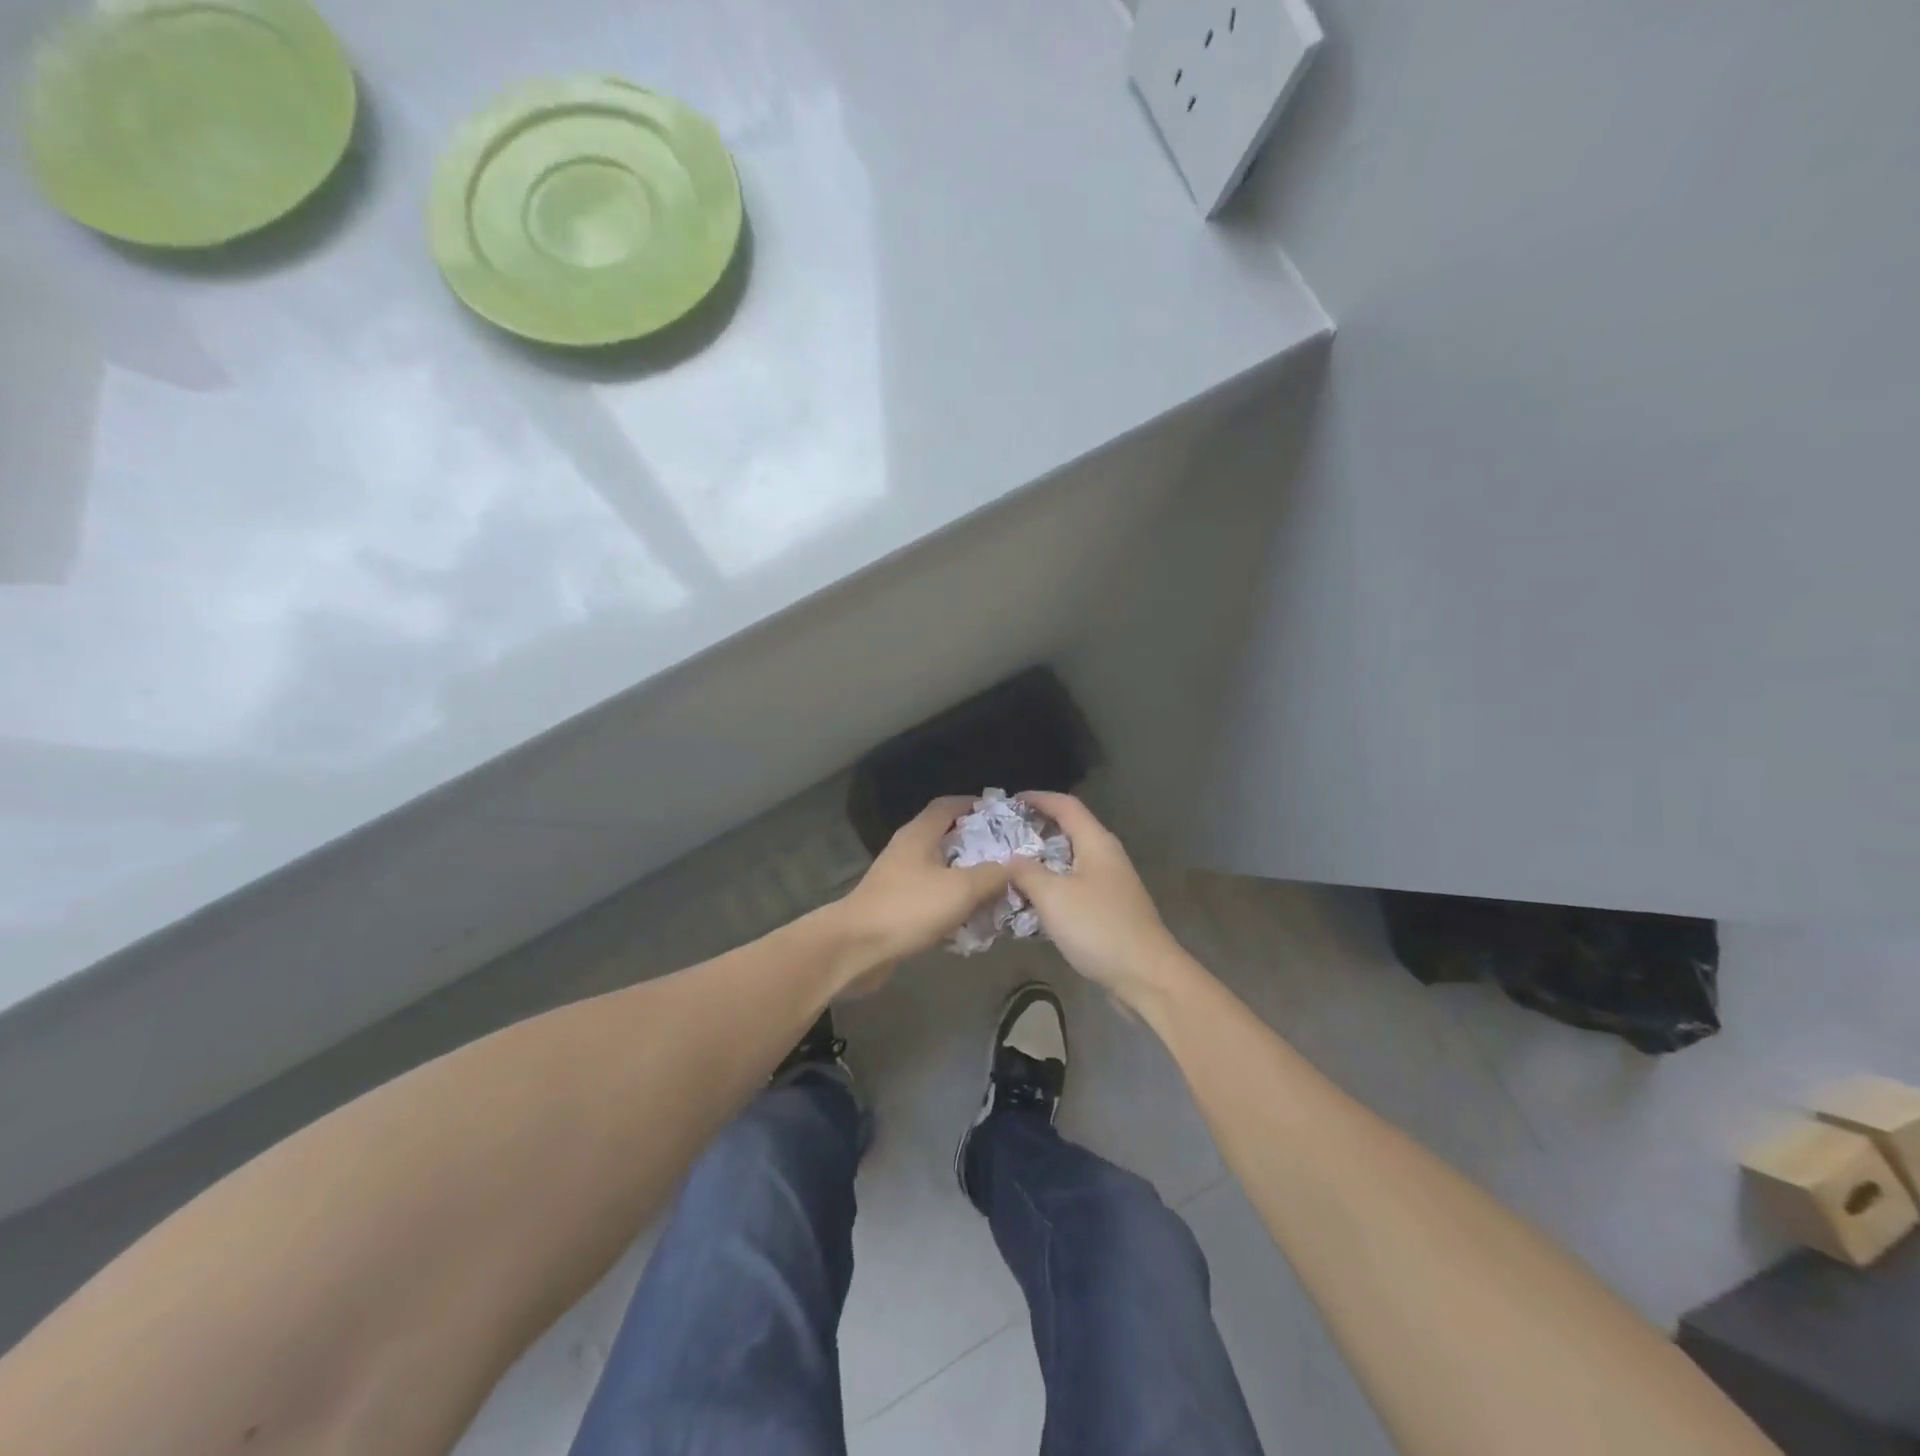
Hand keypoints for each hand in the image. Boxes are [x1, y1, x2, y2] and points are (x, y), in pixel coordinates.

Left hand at [830, 796, 1010, 981]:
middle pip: (946, 838)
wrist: (856, 948)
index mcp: (919, 834)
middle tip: (1008, 857)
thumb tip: (1014, 866)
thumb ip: (992, 875)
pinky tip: (971, 921)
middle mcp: (907, 850)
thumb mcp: (961, 889)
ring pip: (940, 870)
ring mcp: (898, 879)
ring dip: (966, 878)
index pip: (948, 805)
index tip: (1003, 815)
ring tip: (996, 890)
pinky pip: (931, 897)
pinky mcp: (895, 907)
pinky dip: (951, 904)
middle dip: (977, 846)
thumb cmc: (909, 908)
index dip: (974, 805)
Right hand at [1008, 792, 1189, 1006]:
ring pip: (1070, 861)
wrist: (1146, 976)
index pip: (1066, 805)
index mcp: (1096, 843)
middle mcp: (1106, 856)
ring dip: (1042, 861)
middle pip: (1069, 830)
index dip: (1038, 798)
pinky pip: (1074, 886)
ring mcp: (1110, 884)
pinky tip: (1032, 901)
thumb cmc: (1098, 928)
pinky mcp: (1109, 909)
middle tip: (1002, 836)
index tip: (1009, 802)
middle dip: (1036, 830)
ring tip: (1010, 868)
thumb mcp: (1053, 896)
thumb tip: (1011, 858)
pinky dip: (1052, 886)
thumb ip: (1027, 872)